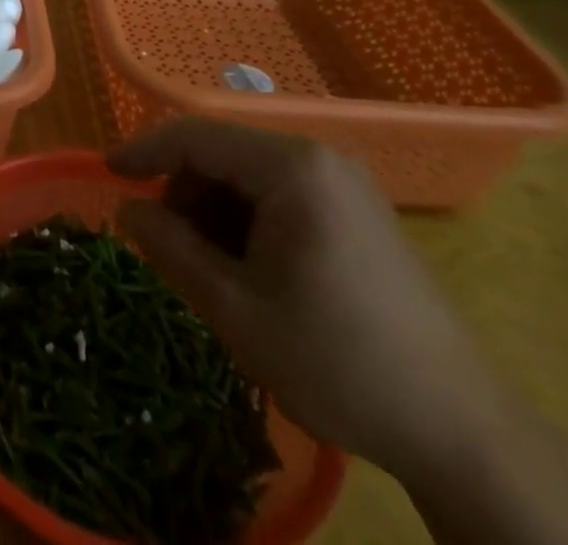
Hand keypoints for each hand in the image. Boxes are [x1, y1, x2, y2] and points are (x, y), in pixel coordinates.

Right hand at [111, 120, 500, 481]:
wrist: (461, 431)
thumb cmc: (338, 362)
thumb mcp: (235, 309)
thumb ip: (170, 247)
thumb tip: (126, 208)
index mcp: (291, 168)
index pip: (196, 135)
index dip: (144, 149)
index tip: (106, 172)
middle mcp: (319, 157)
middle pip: (224, 152)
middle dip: (184, 192)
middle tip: (166, 246)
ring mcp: (344, 182)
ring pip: (249, 174)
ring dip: (215, 209)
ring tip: (211, 269)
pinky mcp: (358, 209)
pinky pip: (281, 193)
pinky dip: (249, 220)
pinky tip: (251, 270)